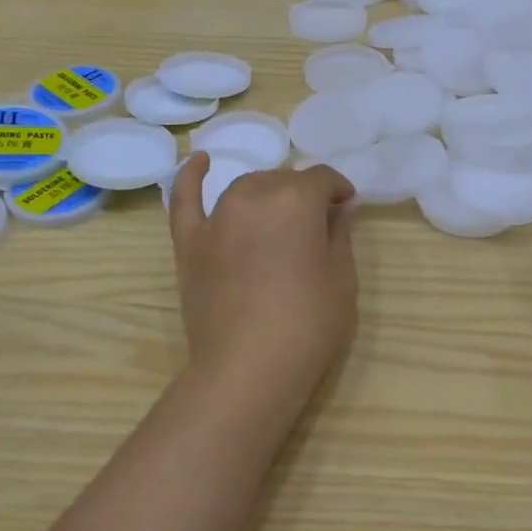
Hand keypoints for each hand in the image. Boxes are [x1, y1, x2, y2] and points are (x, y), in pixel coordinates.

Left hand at [167, 153, 359, 404]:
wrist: (249, 369)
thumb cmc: (309, 324)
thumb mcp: (342, 279)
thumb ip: (340, 234)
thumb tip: (341, 206)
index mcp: (296, 200)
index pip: (322, 179)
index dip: (338, 191)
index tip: (346, 208)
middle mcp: (254, 196)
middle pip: (283, 181)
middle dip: (304, 195)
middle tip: (317, 224)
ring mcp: (216, 218)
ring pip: (246, 188)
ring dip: (267, 193)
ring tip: (279, 214)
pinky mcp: (189, 243)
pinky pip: (185, 199)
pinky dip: (191, 177)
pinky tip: (199, 161)